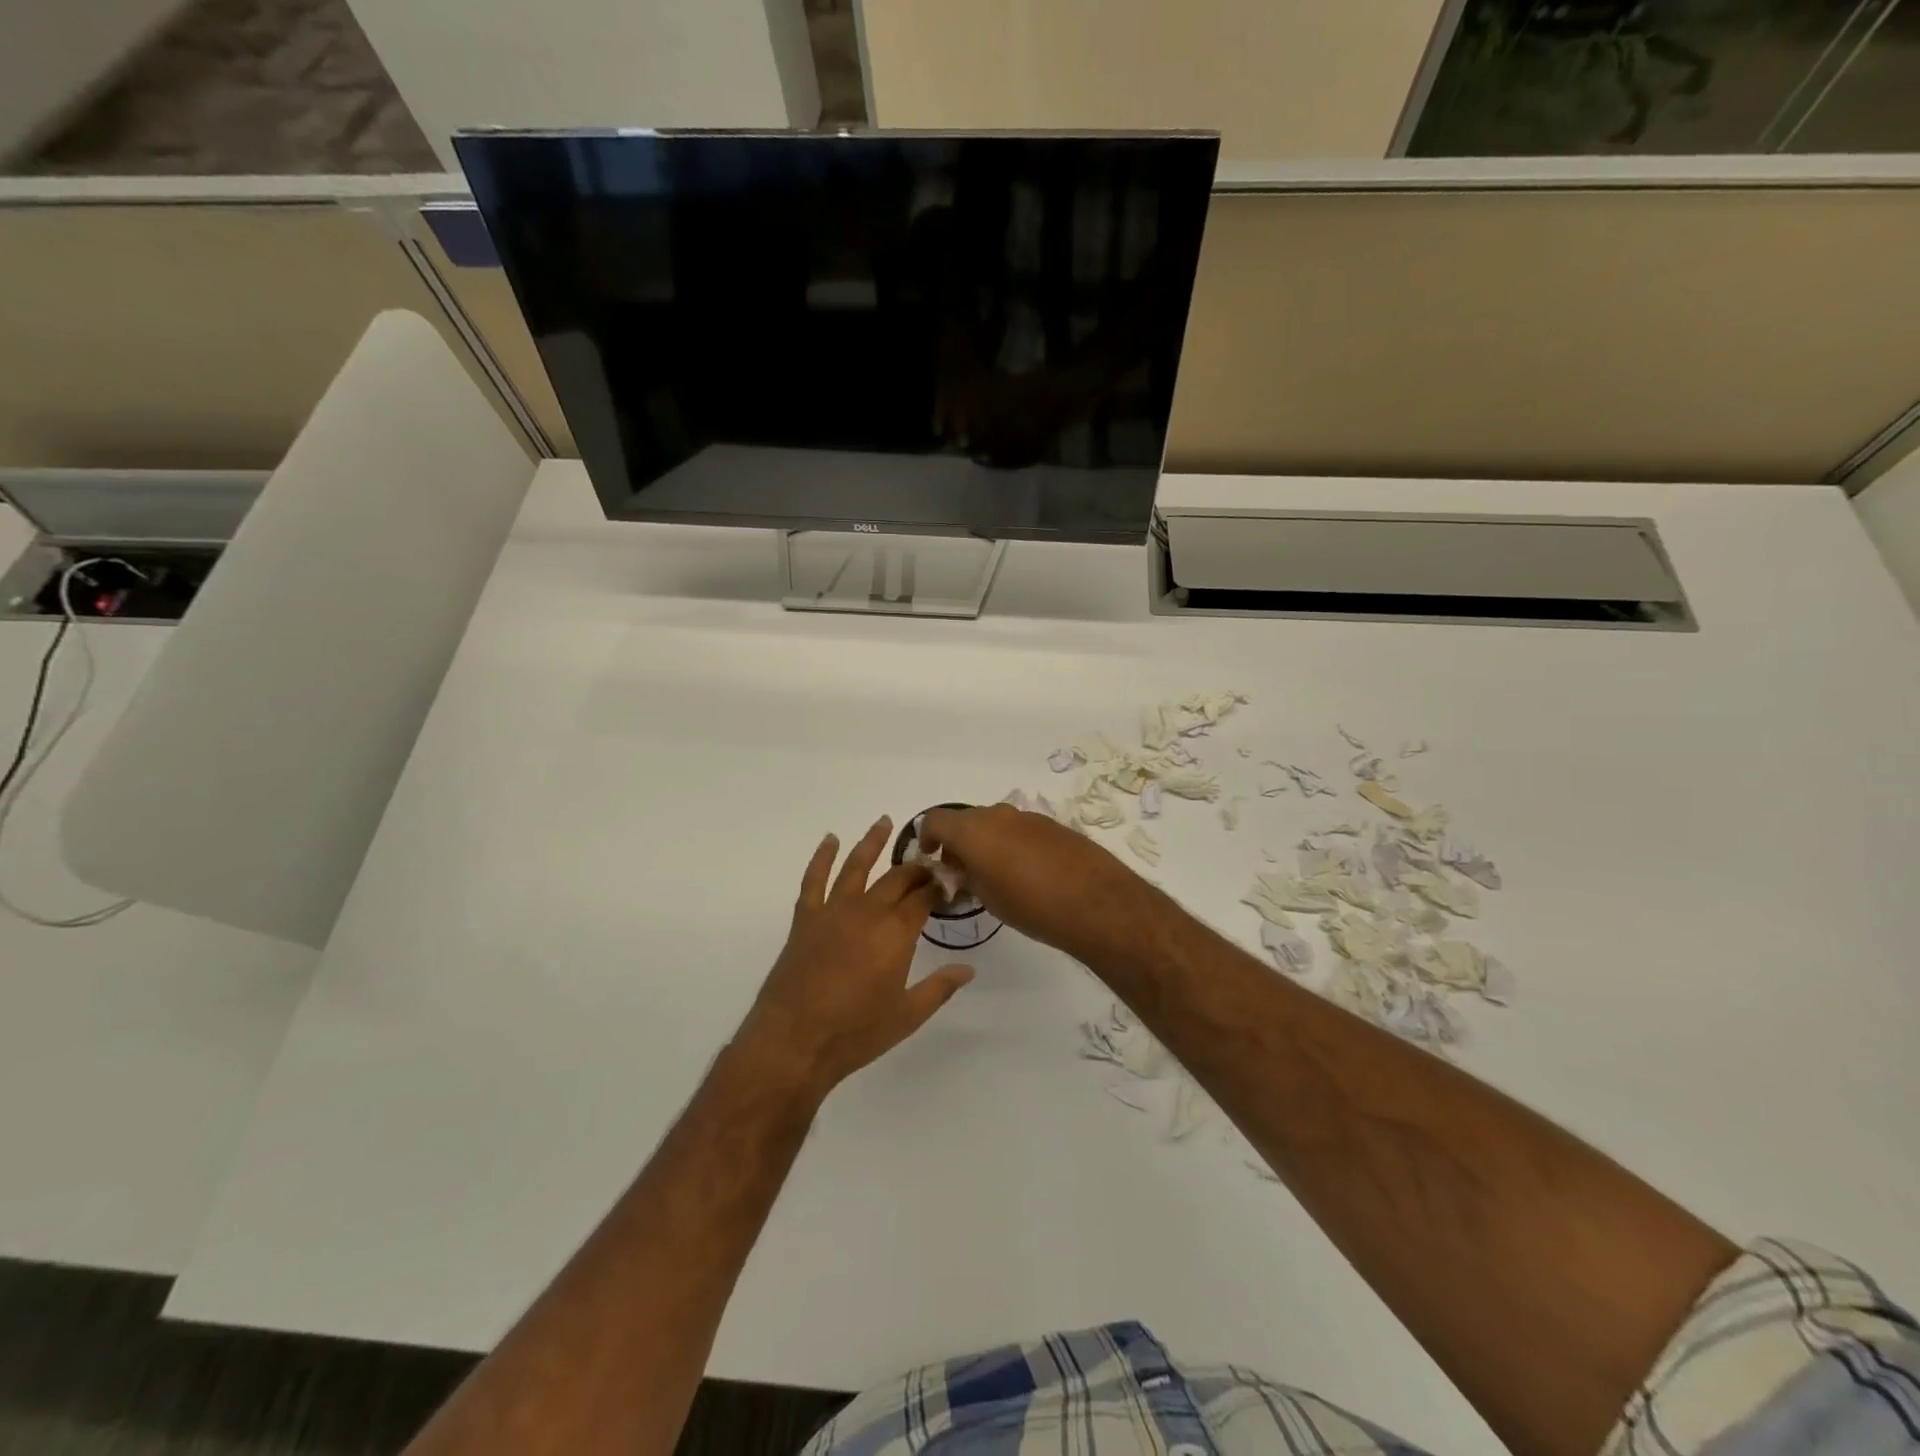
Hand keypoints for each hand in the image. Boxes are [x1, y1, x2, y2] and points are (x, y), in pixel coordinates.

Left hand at [736, 818, 973, 1102]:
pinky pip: (814, 879)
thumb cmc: (857, 1032)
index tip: (950, 880)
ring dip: (872, 842)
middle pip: (897, 878)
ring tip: (884, 822)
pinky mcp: (805, 919)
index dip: (939, 885)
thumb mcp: (908, 1015)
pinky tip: (830, 840)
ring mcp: (834, 911)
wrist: (795, 1041)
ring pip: (856, 866)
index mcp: (897, 932)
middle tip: (927, 861)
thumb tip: (969, 969)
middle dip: (915, 867)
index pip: (924, 897)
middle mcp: (868, 911)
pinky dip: (821, 857)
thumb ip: (940, 987)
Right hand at [919, 804, 1150, 958]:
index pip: (935, 820)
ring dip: (986, 842)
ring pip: (994, 823)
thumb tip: (963, 870)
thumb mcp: (987, 898)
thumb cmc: (1031, 905)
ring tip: (995, 875)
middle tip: (962, 872)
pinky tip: (1026, 872)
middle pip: (965, 820)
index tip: (931, 859)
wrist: (1096, 902)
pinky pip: (1020, 828)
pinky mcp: (1052, 825)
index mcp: (973, 829)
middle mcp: (997, 814)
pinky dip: (1012, 843)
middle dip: (958, 842)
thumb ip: (967, 877)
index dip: (927, 838)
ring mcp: (1028, 817)